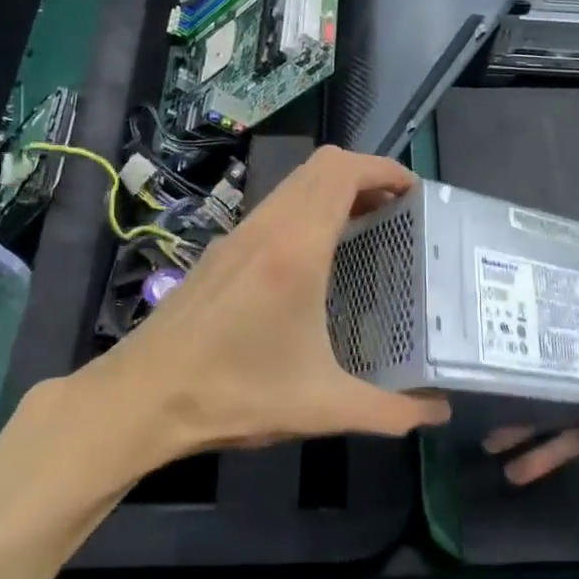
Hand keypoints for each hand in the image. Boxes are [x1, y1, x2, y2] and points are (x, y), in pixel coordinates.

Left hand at [96, 146, 450, 459]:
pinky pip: (275, 206)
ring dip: (334, 190)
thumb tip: (438, 413)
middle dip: (366, 175)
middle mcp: (267, 227)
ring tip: (365, 227)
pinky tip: (316, 257)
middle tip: (397, 209)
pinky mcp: (221, 251)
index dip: (385, 170)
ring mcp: (239, 234)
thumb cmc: (234, 394)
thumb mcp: (321, 406)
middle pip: (322, 166)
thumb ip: (389, 411)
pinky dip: (308, 208)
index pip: (344, 173)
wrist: (140, 398)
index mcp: (296, 248)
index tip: (416, 192)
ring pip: (295, 183)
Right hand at [484, 325, 578, 483]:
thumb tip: (550, 317)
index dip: (531, 363)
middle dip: (526, 412)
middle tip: (489, 432)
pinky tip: (534, 466)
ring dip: (538, 445)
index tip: (498, 374)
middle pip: (559, 391)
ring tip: (507, 466)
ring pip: (566, 425)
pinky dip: (562, 454)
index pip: (561, 350)